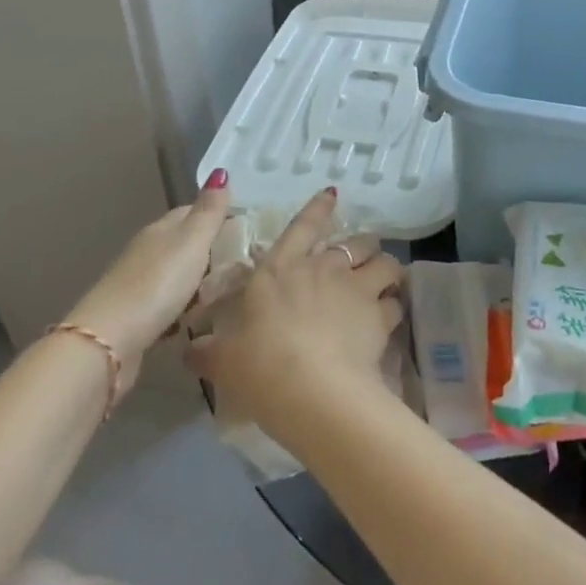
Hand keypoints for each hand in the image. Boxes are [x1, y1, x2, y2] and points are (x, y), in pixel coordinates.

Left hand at [63, 171, 232, 358]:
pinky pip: (170, 305)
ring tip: (231, 292)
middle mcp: (148, 252)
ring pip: (178, 275)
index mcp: (161, 230)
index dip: (219, 215)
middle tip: (248, 263)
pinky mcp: (137, 318)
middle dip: (213, 250)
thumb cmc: (156, 285)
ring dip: (200, 281)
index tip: (249, 228)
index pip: (192, 211)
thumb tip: (220, 171)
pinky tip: (201, 319)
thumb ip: (209, 211)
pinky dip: (185, 307)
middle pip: (185, 244)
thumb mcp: (191, 242)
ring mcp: (140, 285)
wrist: (107, 343)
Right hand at [186, 189, 404, 433]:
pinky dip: (393, 307)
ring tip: (386, 281)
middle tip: (362, 258)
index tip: (333, 193)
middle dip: (362, 245)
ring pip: (385, 262)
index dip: (318, 208)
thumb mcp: (222, 360)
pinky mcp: (379, 315)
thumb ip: (207, 350)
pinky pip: (395, 302)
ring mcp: (356, 289)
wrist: (312, 390)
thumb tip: (190, 349)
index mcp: (281, 269)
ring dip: (386, 269)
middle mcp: (323, 269)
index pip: (303, 226)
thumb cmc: (260, 366)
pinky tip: (389, 318)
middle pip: (356, 241)